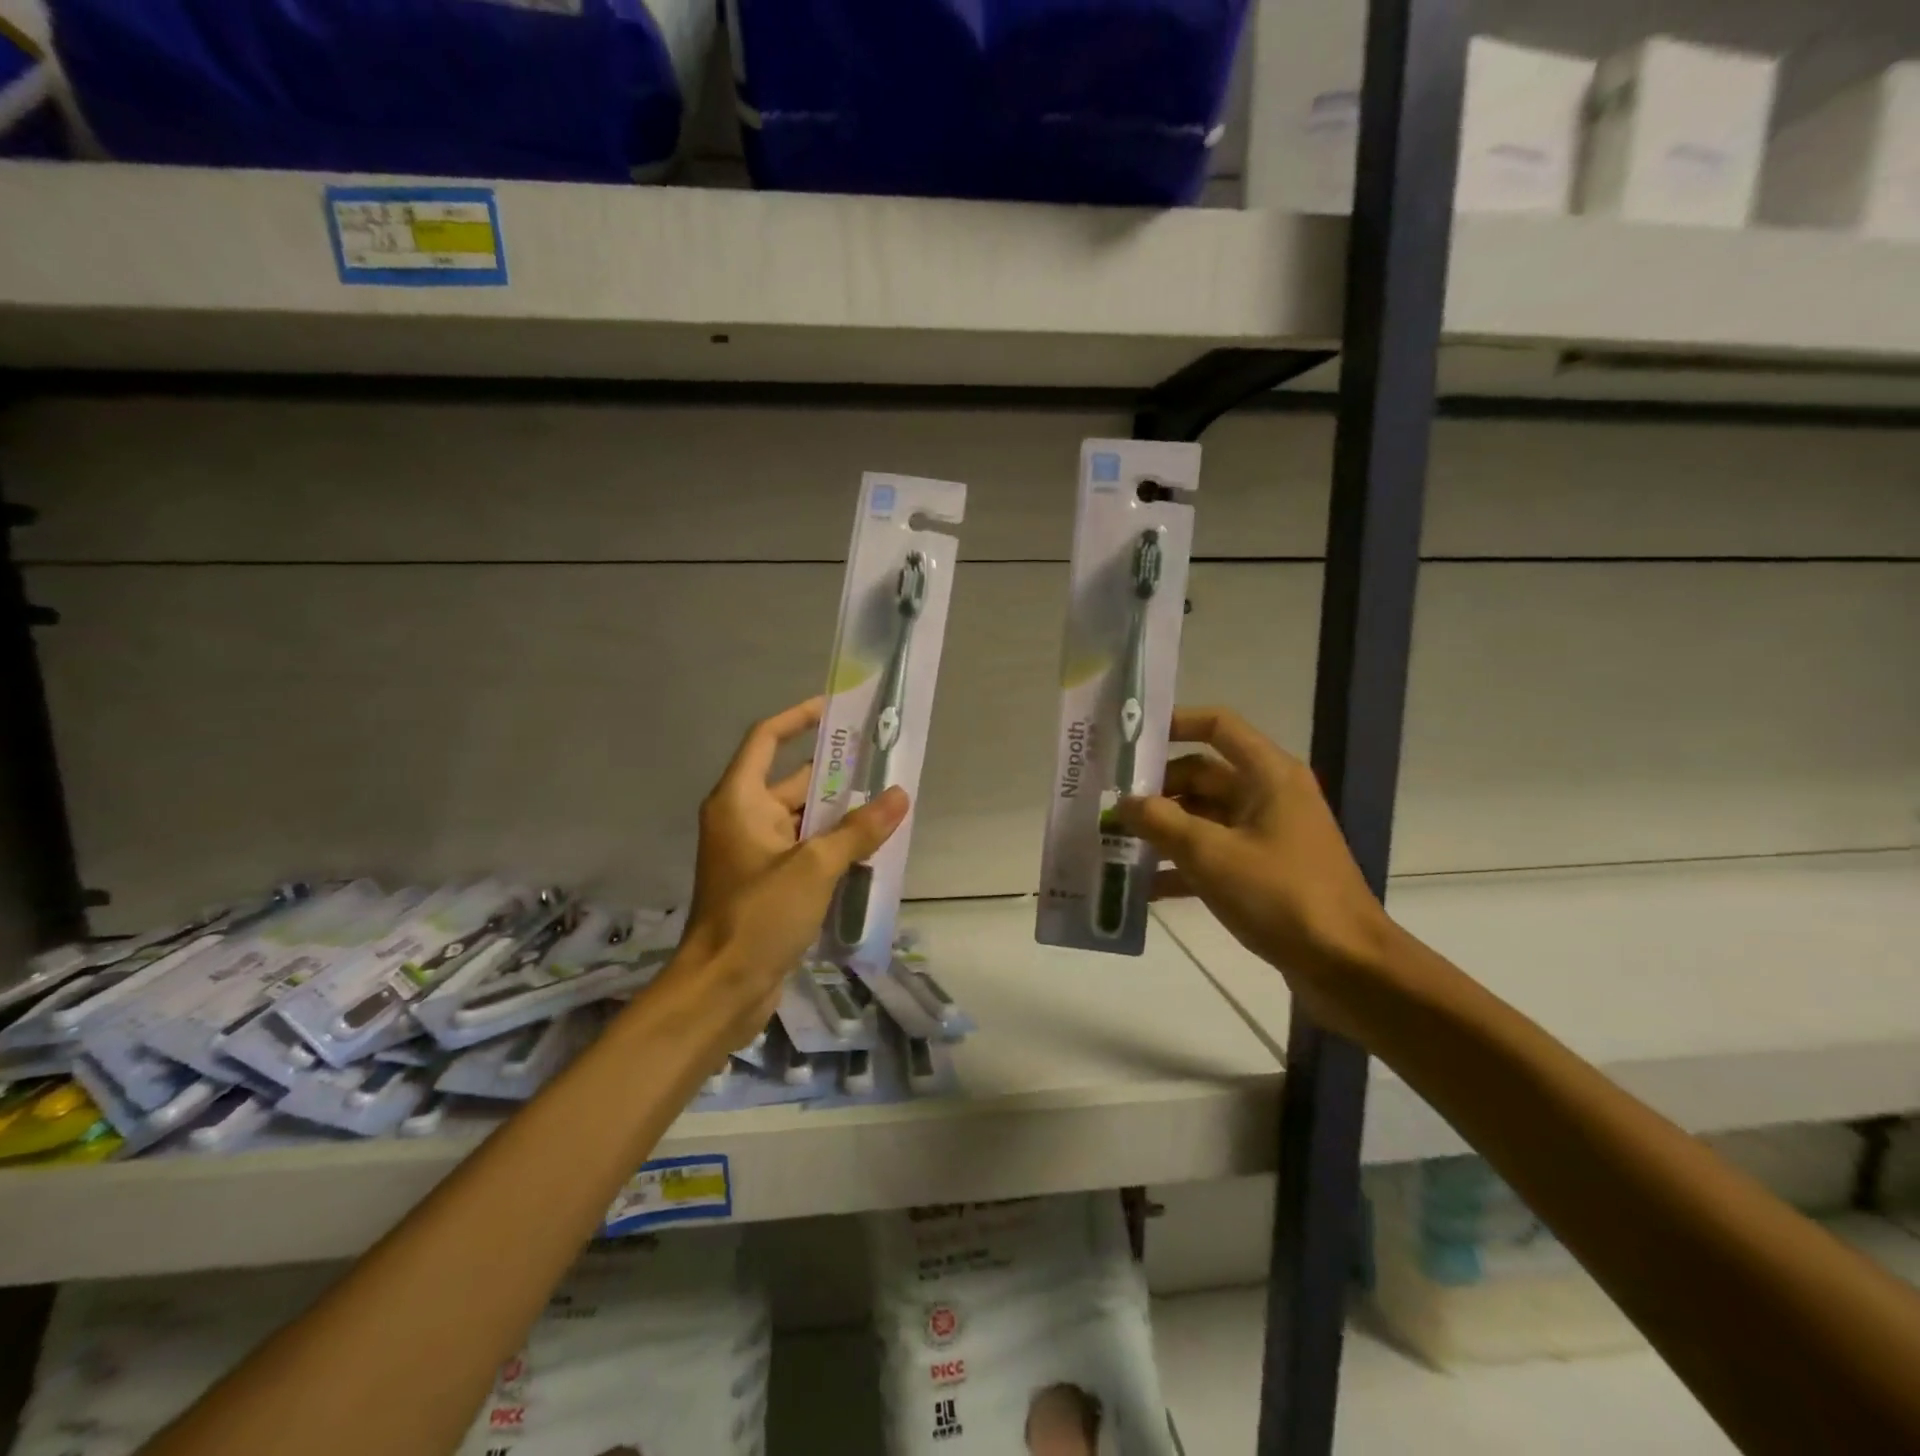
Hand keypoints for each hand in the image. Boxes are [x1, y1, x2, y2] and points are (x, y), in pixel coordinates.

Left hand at [675, 698, 908, 1046]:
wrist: (722, 989)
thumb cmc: (758, 916)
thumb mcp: (814, 867)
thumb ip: (858, 829)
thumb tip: (899, 795)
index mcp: (740, 801)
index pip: (766, 739)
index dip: (798, 718)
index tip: (835, 709)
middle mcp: (743, 819)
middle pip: (791, 780)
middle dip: (835, 772)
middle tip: (881, 760)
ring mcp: (755, 854)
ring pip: (802, 819)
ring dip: (839, 813)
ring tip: (886, 802)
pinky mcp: (767, 884)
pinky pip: (805, 850)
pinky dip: (832, 845)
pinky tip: (870, 848)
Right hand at [1113, 706, 1389, 1038]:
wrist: (1348, 967)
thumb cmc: (1281, 895)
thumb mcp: (1211, 854)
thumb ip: (1160, 822)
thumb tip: (1123, 802)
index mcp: (1267, 775)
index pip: (1217, 725)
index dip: (1174, 723)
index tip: (1129, 741)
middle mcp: (1268, 796)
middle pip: (1202, 775)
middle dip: (1156, 789)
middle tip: (1108, 804)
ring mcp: (1267, 835)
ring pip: (1203, 818)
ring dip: (1163, 830)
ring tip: (1114, 842)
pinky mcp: (1264, 872)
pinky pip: (1214, 856)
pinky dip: (1181, 866)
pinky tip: (1141, 888)